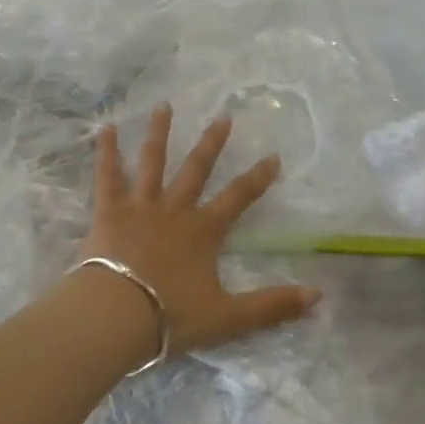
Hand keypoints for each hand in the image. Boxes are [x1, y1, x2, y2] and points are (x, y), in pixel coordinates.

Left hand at [83, 105, 318, 354]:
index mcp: (203, 231)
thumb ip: (271, 306)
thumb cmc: (170, 316)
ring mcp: (140, 207)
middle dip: (212, 143)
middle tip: (223, 117)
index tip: (273, 156)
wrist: (116, 316)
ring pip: (152, 162)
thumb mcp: (228, 317)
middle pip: (196, 169)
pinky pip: (107, 175)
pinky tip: (106, 128)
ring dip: (159, 133)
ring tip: (164, 106)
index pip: (238, 198)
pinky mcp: (108, 211)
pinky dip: (106, 151)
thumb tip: (317, 296)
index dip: (258, 178)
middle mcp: (174, 210)